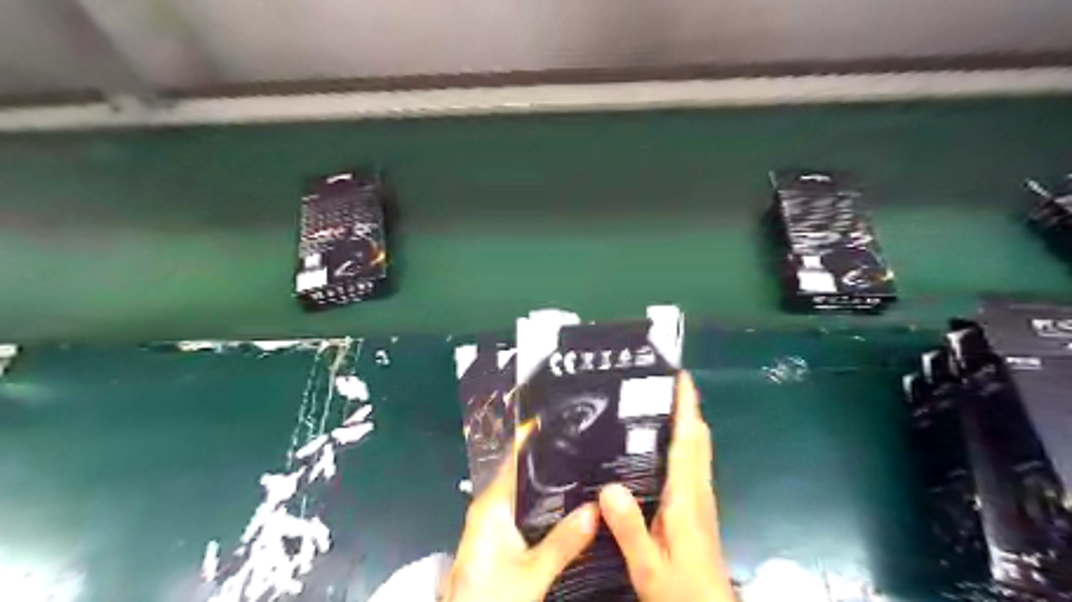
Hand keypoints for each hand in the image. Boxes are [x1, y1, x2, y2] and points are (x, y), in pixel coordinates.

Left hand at [439, 423, 600, 601]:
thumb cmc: (492, 597)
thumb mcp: (532, 573)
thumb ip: (564, 542)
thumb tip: (597, 508)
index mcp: (491, 505)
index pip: (514, 460)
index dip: (536, 443)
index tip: (565, 427)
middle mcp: (489, 508)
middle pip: (522, 476)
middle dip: (552, 466)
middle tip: (588, 453)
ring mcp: (493, 525)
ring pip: (525, 497)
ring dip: (551, 488)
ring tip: (586, 474)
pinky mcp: (499, 541)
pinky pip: (525, 514)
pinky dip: (545, 508)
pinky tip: (569, 509)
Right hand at [600, 371, 733, 600]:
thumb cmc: (682, 592)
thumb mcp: (648, 567)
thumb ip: (629, 529)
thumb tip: (608, 487)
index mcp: (686, 498)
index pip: (688, 441)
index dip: (687, 407)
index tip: (680, 377)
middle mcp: (698, 491)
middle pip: (698, 439)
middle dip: (686, 407)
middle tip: (659, 383)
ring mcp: (701, 499)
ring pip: (698, 450)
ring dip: (685, 422)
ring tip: (655, 404)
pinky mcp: (698, 508)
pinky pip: (692, 464)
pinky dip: (683, 443)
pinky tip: (658, 447)